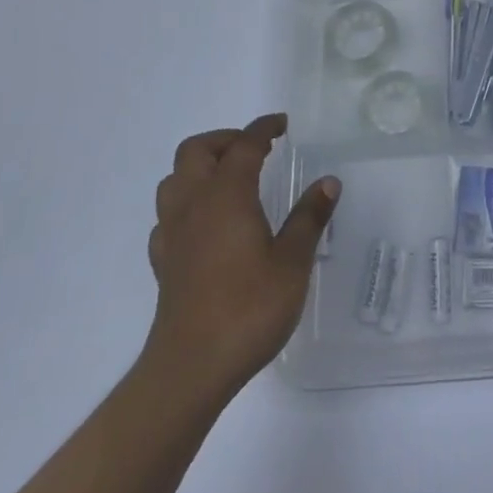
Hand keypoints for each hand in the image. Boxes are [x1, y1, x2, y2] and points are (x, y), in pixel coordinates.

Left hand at [139, 113, 338, 400]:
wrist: (191, 368)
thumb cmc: (248, 308)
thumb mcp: (293, 262)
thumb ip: (309, 218)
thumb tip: (328, 182)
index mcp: (227, 196)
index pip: (243, 146)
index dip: (263, 128)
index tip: (282, 124)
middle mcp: (194, 205)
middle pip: (195, 151)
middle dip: (225, 140)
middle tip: (256, 149)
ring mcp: (173, 234)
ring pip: (174, 179)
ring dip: (200, 167)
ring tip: (230, 179)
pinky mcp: (164, 262)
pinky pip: (168, 216)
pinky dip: (187, 204)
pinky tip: (207, 223)